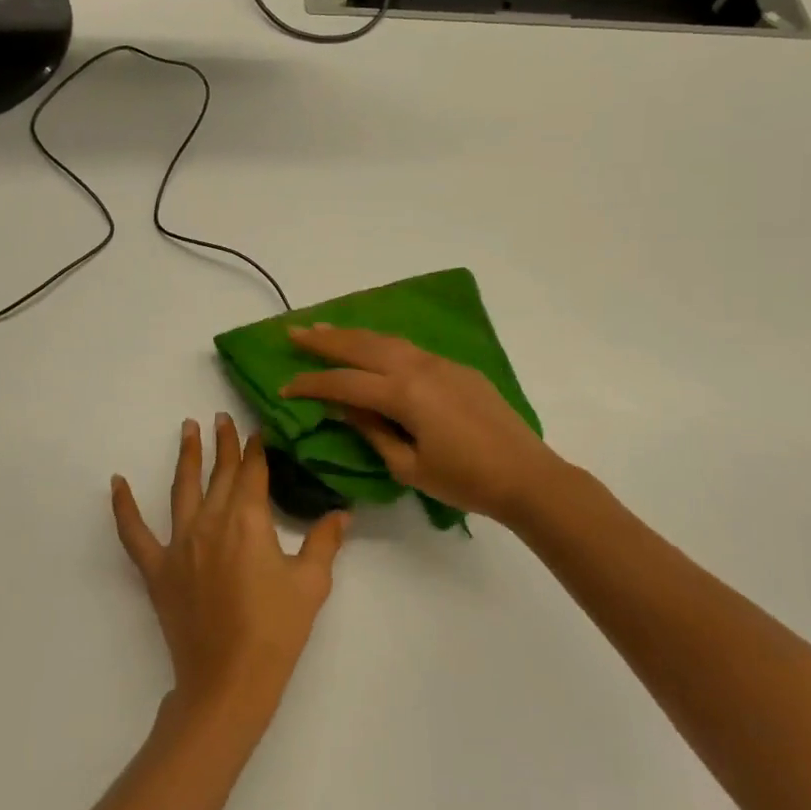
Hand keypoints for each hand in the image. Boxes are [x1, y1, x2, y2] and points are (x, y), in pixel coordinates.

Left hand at [111, 414, 347, 733]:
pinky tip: (116, 482)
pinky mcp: (157, 569)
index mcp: (248, 520)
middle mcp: (211, 521)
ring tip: (188, 428)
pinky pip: (134, 533)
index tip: (257, 431)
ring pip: (182, 488)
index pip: (253, 473)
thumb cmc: (276, 630)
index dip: (256, 450)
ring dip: (187, 456)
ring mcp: (179, 543)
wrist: (229, 681)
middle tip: (222, 417)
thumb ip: (324, 541)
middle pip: (220, 474)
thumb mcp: (311, 583)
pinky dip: (123, 507)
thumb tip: (341, 513)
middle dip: (224, 444)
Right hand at [282, 325, 563, 525]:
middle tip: (294, 332)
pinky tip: (371, 346)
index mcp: (404, 394)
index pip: (345, 382)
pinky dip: (381, 343)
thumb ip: (372, 431)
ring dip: (352, 334)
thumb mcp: (409, 467)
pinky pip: (408, 347)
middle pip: (362, 346)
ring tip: (324, 329)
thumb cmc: (465, 480)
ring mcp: (440, 363)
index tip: (284, 386)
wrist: (526, 475)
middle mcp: (418, 368)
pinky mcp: (456, 368)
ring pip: (386, 339)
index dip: (311, 384)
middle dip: (325, 340)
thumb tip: (344, 406)